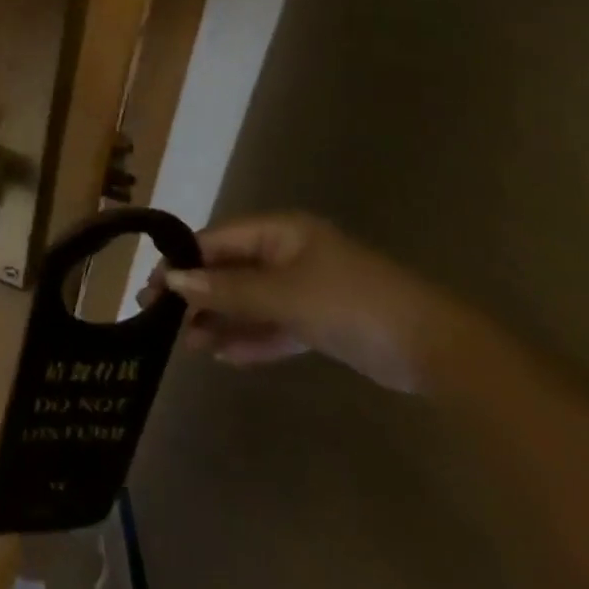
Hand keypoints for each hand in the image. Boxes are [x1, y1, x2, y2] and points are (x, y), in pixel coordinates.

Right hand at [140, 212, 460, 393]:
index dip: (183, 262)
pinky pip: (274, 325)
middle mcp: (289, 254)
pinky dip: (251, 338)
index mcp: (280, 232)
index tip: (152, 288)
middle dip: (198, 295)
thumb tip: (173, 283)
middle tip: (161, 319)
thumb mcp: (283, 295)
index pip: (216, 240)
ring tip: (187, 345)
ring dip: (220, 321)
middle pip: (230, 271)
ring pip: (250, 301)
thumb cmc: (352, 304)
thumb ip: (227, 291)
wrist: (436, 350)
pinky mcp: (321, 322)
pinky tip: (223, 355)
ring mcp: (306, 289)